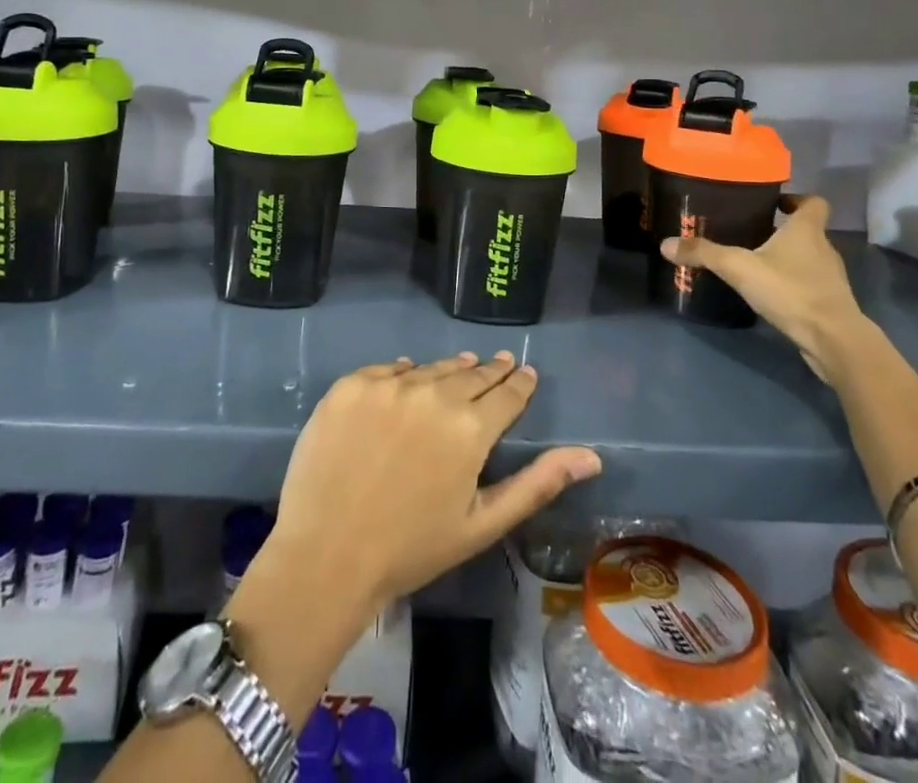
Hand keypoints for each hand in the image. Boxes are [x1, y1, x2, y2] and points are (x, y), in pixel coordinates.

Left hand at [260, 352, 601, 615]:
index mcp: (470, 428)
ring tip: (461, 368)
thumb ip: (537, 484)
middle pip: (470, 374)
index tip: (525, 372)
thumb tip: (592, 456)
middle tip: (500, 363)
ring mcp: (388, 385)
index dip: (519, 382)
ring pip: (430, 368)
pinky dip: (403, 374)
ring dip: (449, 370)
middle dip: (489, 371)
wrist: (326, 555)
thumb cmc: (411, 549)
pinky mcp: (351, 384)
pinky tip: (407, 378)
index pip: (506, 393)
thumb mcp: (482, 524)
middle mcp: (433, 393)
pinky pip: (387, 370)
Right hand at [661, 193, 872, 382]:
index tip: (774, 203)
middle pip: (807, 230)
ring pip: (808, 258)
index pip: (813, 202)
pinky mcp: (830, 304)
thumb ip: (704, 253)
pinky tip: (770, 294)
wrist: (834, 340)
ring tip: (755, 264)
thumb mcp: (739, 268)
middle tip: (750, 233)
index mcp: (807, 230)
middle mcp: (824, 249)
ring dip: (787, 258)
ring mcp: (831, 278)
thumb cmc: (790, 290)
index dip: (796, 199)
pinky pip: (809, 284)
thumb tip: (665, 243)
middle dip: (782, 230)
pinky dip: (792, 284)